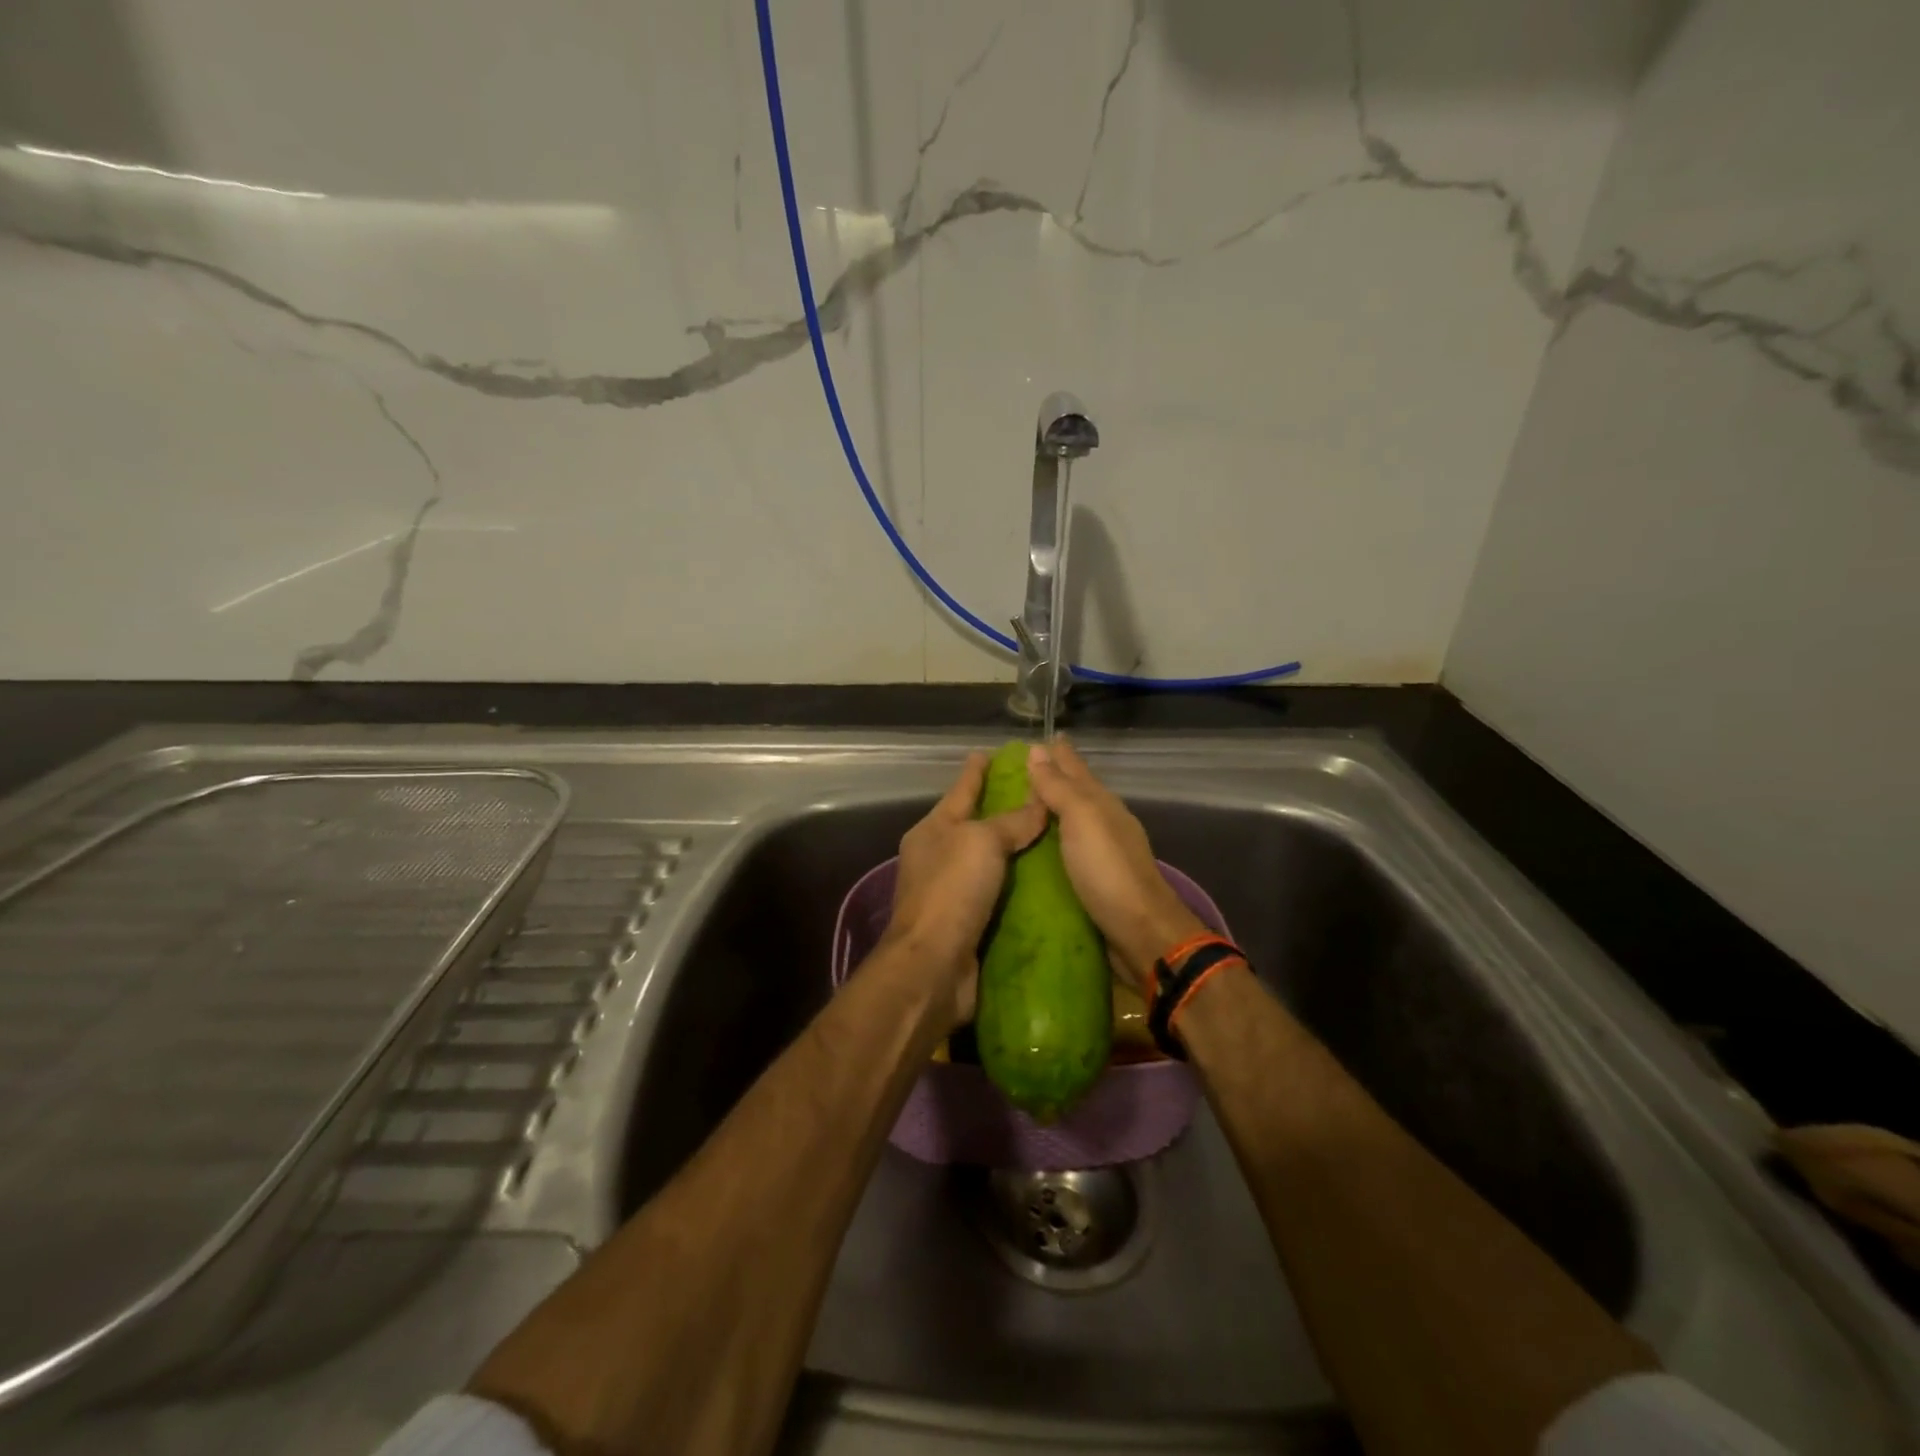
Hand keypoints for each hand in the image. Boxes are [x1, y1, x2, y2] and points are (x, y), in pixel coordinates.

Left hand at [878, 751, 1048, 1026]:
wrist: (933, 966)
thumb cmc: (952, 891)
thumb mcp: (982, 842)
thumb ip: (1012, 822)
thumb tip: (1039, 803)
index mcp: (932, 831)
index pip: (960, 791)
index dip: (975, 771)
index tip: (988, 752)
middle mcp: (937, 858)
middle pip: (973, 826)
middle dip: (1000, 811)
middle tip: (1037, 796)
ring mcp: (950, 893)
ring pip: (988, 863)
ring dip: (1013, 852)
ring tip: (1050, 837)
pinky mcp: (967, 924)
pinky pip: (998, 896)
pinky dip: (1018, 888)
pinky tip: (1044, 883)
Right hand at [1025, 736, 1204, 990]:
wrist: (1140, 931)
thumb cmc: (1108, 870)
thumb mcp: (1082, 819)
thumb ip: (1059, 787)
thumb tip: (1037, 750)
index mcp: (1102, 804)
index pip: (1076, 769)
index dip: (1059, 753)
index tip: (1040, 737)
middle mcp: (1103, 824)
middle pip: (1075, 793)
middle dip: (1053, 778)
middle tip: (1021, 768)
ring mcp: (1100, 853)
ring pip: (1071, 821)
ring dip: (1050, 810)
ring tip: (1022, 804)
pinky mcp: (1093, 882)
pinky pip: (1066, 850)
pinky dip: (1051, 841)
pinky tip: (1037, 846)